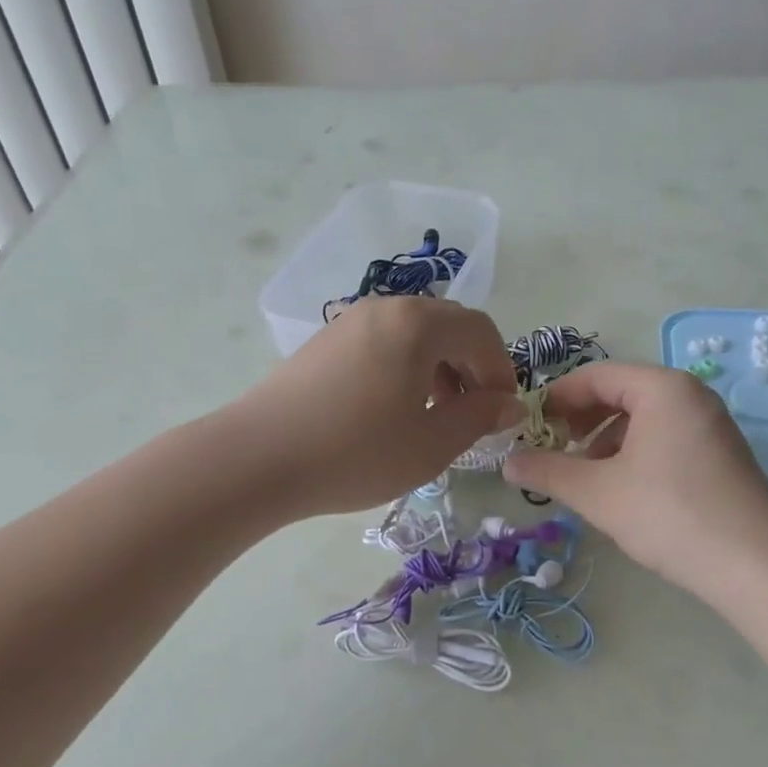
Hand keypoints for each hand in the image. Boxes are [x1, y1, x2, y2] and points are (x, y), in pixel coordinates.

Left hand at [236, 296, 518, 516]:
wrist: (257, 458)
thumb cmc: (356, 451)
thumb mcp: (432, 443)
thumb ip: (480, 417)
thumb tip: (510, 404)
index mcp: (418, 324)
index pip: (481, 331)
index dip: (501, 369)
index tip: (502, 411)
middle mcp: (387, 308)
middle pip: (448, 325)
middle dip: (470, 365)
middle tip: (471, 412)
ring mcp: (352, 320)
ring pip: (415, 332)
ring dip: (438, 365)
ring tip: (433, 413)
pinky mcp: (326, 339)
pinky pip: (384, 340)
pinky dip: (405, 365)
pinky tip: (392, 407)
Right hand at [503, 362, 767, 596]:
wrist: (756, 566)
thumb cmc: (669, 514)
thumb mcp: (597, 492)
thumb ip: (548, 471)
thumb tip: (507, 462)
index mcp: (662, 388)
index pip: (597, 376)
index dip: (557, 397)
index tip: (530, 422)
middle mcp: (691, 395)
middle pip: (622, 393)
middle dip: (582, 419)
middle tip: (554, 447)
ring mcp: (712, 424)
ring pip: (645, 418)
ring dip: (607, 439)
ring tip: (586, 474)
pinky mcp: (722, 454)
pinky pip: (667, 437)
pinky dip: (636, 452)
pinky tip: (624, 489)